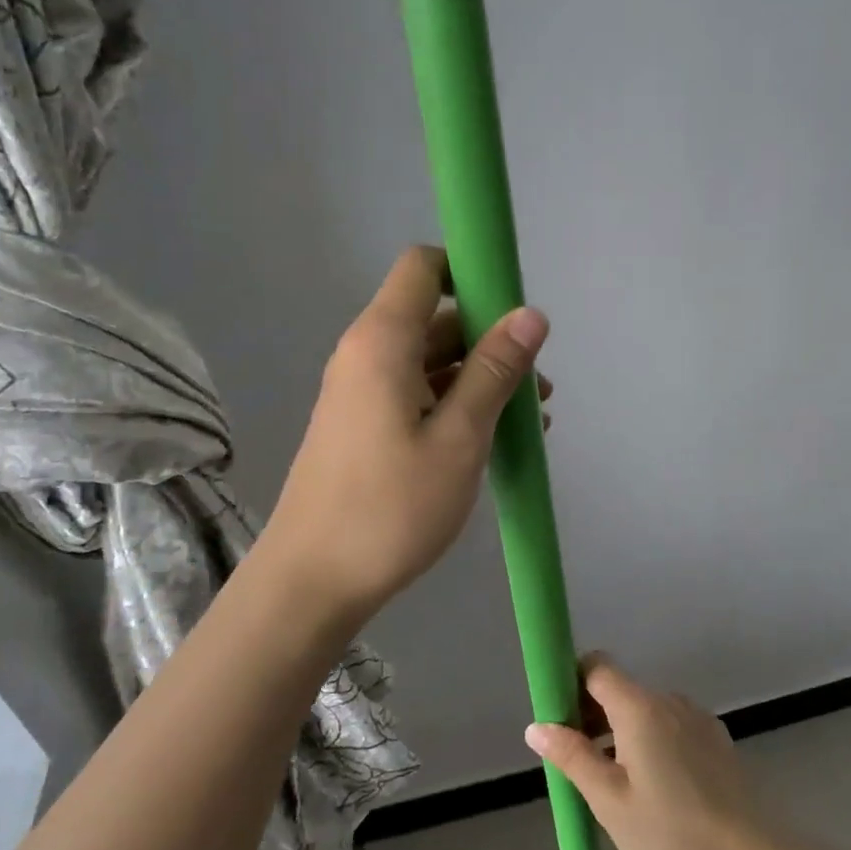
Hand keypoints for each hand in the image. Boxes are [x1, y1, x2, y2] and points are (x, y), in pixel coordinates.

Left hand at [260, 246, 550, 625]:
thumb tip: (531, 313)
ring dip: (480, 379)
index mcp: (382, 342)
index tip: (516, 312)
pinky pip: (416, 394)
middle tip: (538, 387)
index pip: (424, 267)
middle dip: (491, 340)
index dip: (472, 272)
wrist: (312, 582)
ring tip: (530, 421)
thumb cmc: (391, 508)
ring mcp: (361, 392)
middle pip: (435, 318)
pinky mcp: (362, 426)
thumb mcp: (459, 439)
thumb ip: (495, 372)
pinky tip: (493, 440)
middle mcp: (366, 354)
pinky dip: (455, 404)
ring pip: (430, 361)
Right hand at [526, 655, 769, 849]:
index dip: (572, 683)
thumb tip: (537, 726)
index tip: (559, 720)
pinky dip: (652, 741)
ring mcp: (696, 716)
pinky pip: (670, 725)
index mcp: (639, 707)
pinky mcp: (715, 737)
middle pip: (619, 689)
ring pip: (645, 709)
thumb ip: (573, 757)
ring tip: (617, 784)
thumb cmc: (672, 832)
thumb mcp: (610, 802)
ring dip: (622, 732)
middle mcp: (668, 699)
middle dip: (592, 715)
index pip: (597, 666)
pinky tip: (656, 787)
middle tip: (581, 765)